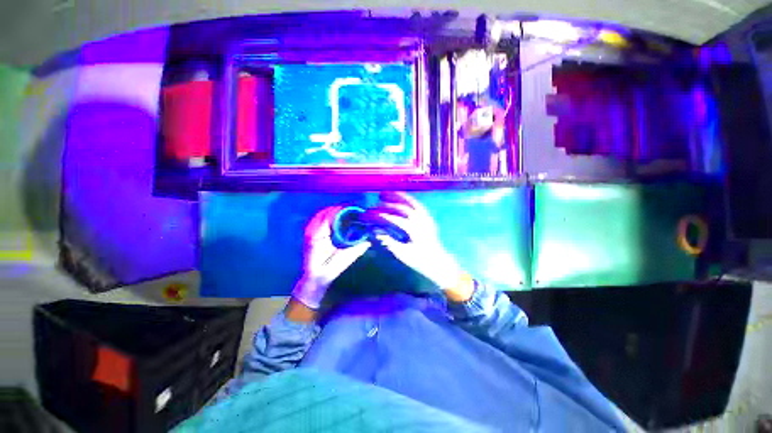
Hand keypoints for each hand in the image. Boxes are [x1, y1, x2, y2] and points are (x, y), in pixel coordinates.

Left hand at [292, 206, 371, 308]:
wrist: (313, 280)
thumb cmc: (326, 271)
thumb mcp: (342, 261)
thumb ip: (355, 250)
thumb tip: (368, 242)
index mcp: (317, 236)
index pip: (328, 216)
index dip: (341, 210)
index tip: (353, 208)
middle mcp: (311, 231)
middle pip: (324, 212)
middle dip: (338, 209)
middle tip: (352, 209)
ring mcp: (309, 232)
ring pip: (321, 215)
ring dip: (333, 211)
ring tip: (347, 211)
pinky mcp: (311, 235)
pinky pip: (319, 220)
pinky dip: (328, 216)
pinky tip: (338, 218)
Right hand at [366, 192, 473, 301]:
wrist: (438, 262)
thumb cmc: (420, 260)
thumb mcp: (403, 254)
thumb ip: (389, 242)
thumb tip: (376, 233)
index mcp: (415, 231)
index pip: (397, 219)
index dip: (384, 215)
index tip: (373, 213)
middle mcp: (421, 221)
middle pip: (404, 208)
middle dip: (390, 203)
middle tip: (378, 200)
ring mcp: (426, 219)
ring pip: (413, 203)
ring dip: (401, 197)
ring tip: (390, 193)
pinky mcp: (428, 219)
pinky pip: (418, 206)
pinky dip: (410, 200)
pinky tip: (403, 199)